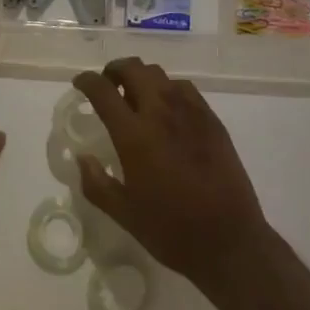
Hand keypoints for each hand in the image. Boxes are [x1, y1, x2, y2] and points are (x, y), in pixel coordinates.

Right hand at [70, 58, 273, 295]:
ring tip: (136, 97)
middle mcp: (161, 112)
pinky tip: (167, 110)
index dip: (86, 81)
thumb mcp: (124, 214)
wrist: (229, 240)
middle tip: (108, 86)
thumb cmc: (171, 230)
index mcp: (134, 135)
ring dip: (141, 78)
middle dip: (114, 70)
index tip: (80, 84)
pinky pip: (184, 88)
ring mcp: (190, 112)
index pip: (103, 90)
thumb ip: (96, 184)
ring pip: (159, 74)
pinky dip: (167, 88)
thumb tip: (82, 159)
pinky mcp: (212, 119)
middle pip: (133, 69)